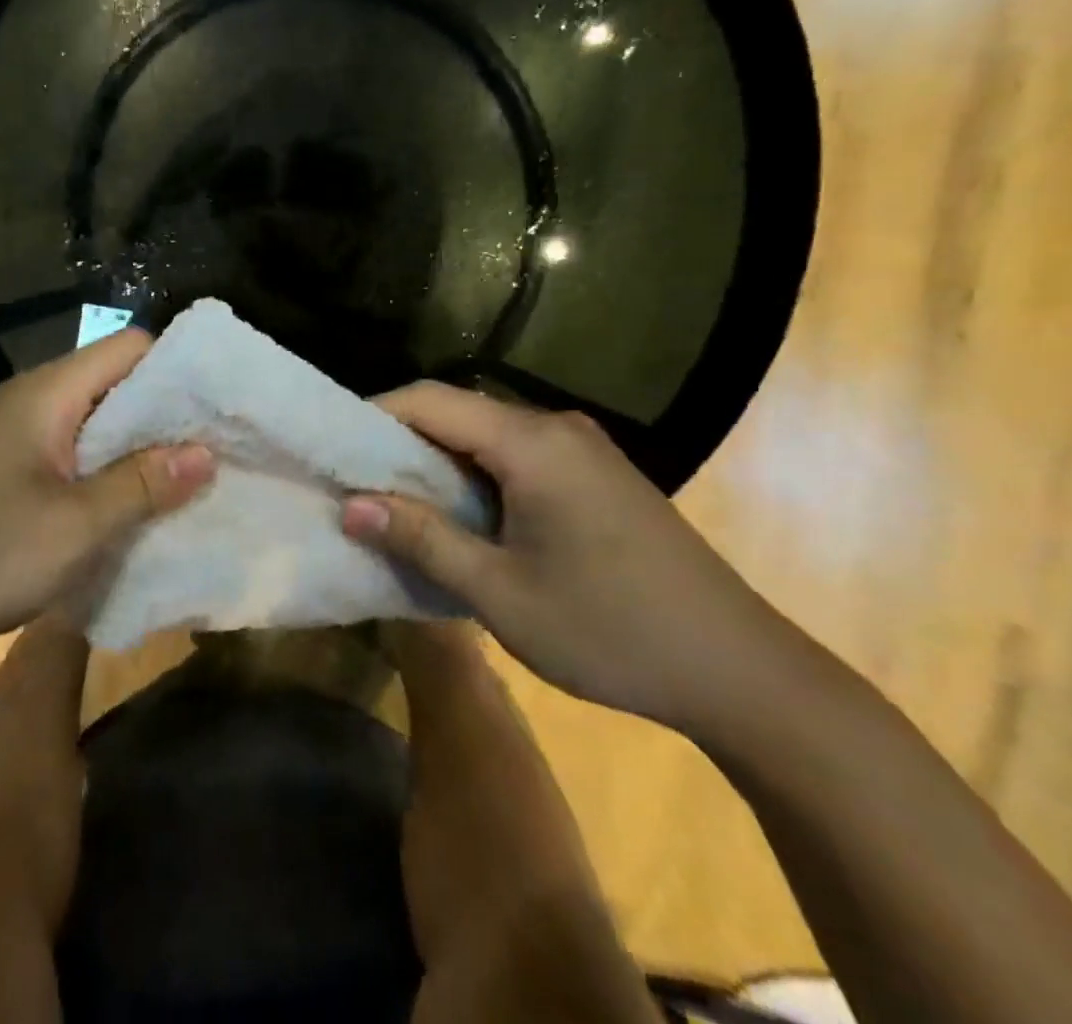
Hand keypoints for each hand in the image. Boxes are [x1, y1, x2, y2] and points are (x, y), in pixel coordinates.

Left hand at [0, 330, 214, 648]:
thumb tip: (206, 451)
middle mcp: (34, 399)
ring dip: (140, 446)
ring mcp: (19, 435)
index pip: (130, 347)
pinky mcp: (11, 468)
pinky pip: (75, 451)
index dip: (179, 368)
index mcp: (49, 393)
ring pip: (97, 420)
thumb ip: (143, 482)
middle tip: (219, 446)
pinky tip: (135, 502)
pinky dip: (109, 468)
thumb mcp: (77, 525)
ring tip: (190, 476)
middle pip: (116, 381)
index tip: (222, 403)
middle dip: (168, 412)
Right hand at [341, 383, 797, 730]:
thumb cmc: (611, 630)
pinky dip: (475, 475)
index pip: (429, 400)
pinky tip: (461, 515)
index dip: (372, 415)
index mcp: (531, 442)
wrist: (741, 671)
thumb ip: (422, 539)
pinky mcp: (596, 474)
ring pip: (485, 434)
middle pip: (456, 411)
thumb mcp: (501, 593)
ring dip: (437, 461)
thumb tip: (350, 504)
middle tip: (353, 480)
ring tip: (395, 500)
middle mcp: (556, 428)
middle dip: (399, 441)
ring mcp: (582, 449)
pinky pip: (516, 455)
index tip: (331, 448)